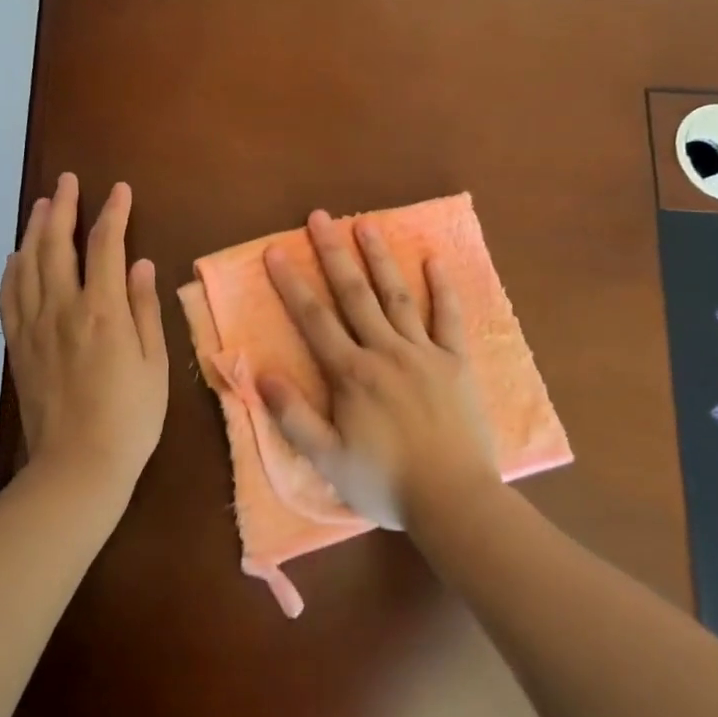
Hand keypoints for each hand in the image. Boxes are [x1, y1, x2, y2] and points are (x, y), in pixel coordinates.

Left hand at [0, 173, 168, 496]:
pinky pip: (9, 295)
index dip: (112, 213)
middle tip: (68, 182)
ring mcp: (34, 326)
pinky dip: (12, 268)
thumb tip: (140, 264)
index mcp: (102, 311)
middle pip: (57, 244)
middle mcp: (62, 308)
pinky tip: (17, 256)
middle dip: (64, 207)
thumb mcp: (155, 364)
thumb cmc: (130, 418)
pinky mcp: (18, 345)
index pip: (105, 246)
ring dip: (35, 230)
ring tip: (43, 205)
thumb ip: (145, 309)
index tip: (119, 190)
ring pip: (28, 264)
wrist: (78, 464)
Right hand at [260, 212, 499, 529]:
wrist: (453, 499)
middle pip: (354, 294)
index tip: (275, 251)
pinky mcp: (456, 363)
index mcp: (351, 374)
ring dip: (379, 259)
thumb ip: (293, 416)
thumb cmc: (385, 482)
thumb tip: (261, 374)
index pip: (314, 319)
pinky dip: (442, 289)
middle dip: (333, 253)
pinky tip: (433, 261)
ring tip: (365, 225)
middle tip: (319, 217)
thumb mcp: (327, 459)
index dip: (291, 284)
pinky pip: (448, 318)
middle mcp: (385, 352)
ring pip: (396, 296)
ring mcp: (424, 353)